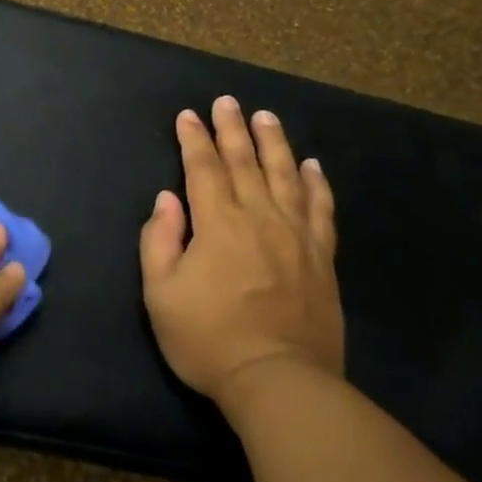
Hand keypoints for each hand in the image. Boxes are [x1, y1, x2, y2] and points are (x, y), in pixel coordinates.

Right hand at [140, 95, 343, 407]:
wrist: (279, 380)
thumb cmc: (208, 339)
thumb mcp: (161, 294)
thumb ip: (160, 240)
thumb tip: (168, 199)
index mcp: (217, 223)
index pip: (202, 168)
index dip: (193, 139)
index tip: (188, 115)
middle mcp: (259, 217)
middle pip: (244, 162)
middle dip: (232, 129)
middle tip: (227, 101)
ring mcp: (295, 235)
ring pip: (285, 176)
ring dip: (274, 143)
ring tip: (266, 117)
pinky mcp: (321, 257)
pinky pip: (320, 209)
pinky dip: (316, 184)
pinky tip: (312, 166)